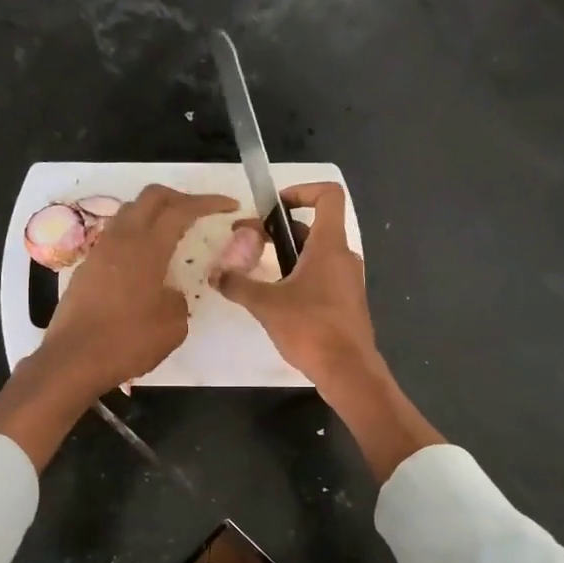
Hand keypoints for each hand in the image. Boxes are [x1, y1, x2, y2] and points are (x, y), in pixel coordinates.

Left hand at [0, 186, 233, 470]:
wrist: (73, 359)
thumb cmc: (127, 341)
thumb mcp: (172, 326)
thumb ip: (178, 300)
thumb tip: (170, 293)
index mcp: (147, 247)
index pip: (181, 210)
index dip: (208, 202)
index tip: (228, 205)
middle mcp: (122, 239)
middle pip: (151, 197)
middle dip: (179, 197)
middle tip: (198, 212)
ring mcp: (100, 251)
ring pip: (129, 212)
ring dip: (153, 214)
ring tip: (171, 233)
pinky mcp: (86, 267)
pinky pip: (116, 237)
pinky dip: (136, 236)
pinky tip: (145, 261)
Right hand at [215, 182, 442, 481]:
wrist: (348, 371)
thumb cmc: (311, 328)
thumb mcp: (266, 304)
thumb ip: (238, 285)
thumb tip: (214, 274)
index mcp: (329, 246)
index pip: (328, 196)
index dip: (302, 191)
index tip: (274, 207)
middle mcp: (343, 257)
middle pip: (313, 228)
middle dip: (278, 231)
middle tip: (246, 242)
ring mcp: (348, 281)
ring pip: (314, 255)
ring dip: (286, 256)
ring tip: (255, 272)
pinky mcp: (345, 303)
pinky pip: (320, 278)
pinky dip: (297, 277)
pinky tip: (275, 299)